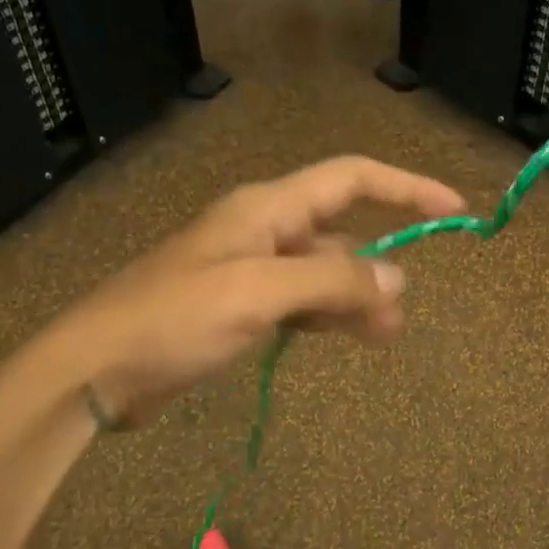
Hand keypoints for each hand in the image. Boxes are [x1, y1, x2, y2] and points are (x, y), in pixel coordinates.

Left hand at [30, 155, 464, 426]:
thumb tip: (398, 280)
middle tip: (401, 314)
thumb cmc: (173, 319)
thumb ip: (331, 282)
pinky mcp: (240, 306)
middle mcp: (263, 229)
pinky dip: (326, 316)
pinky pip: (300, 301)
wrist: (96, 369)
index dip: (404, 187)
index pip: (351, 179)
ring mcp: (251, 269)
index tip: (452, 208)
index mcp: (267, 209)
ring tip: (383, 336)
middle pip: (340, 232)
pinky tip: (344, 336)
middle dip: (376, 266)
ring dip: (354, 298)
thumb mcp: (258, 294)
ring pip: (322, 272)